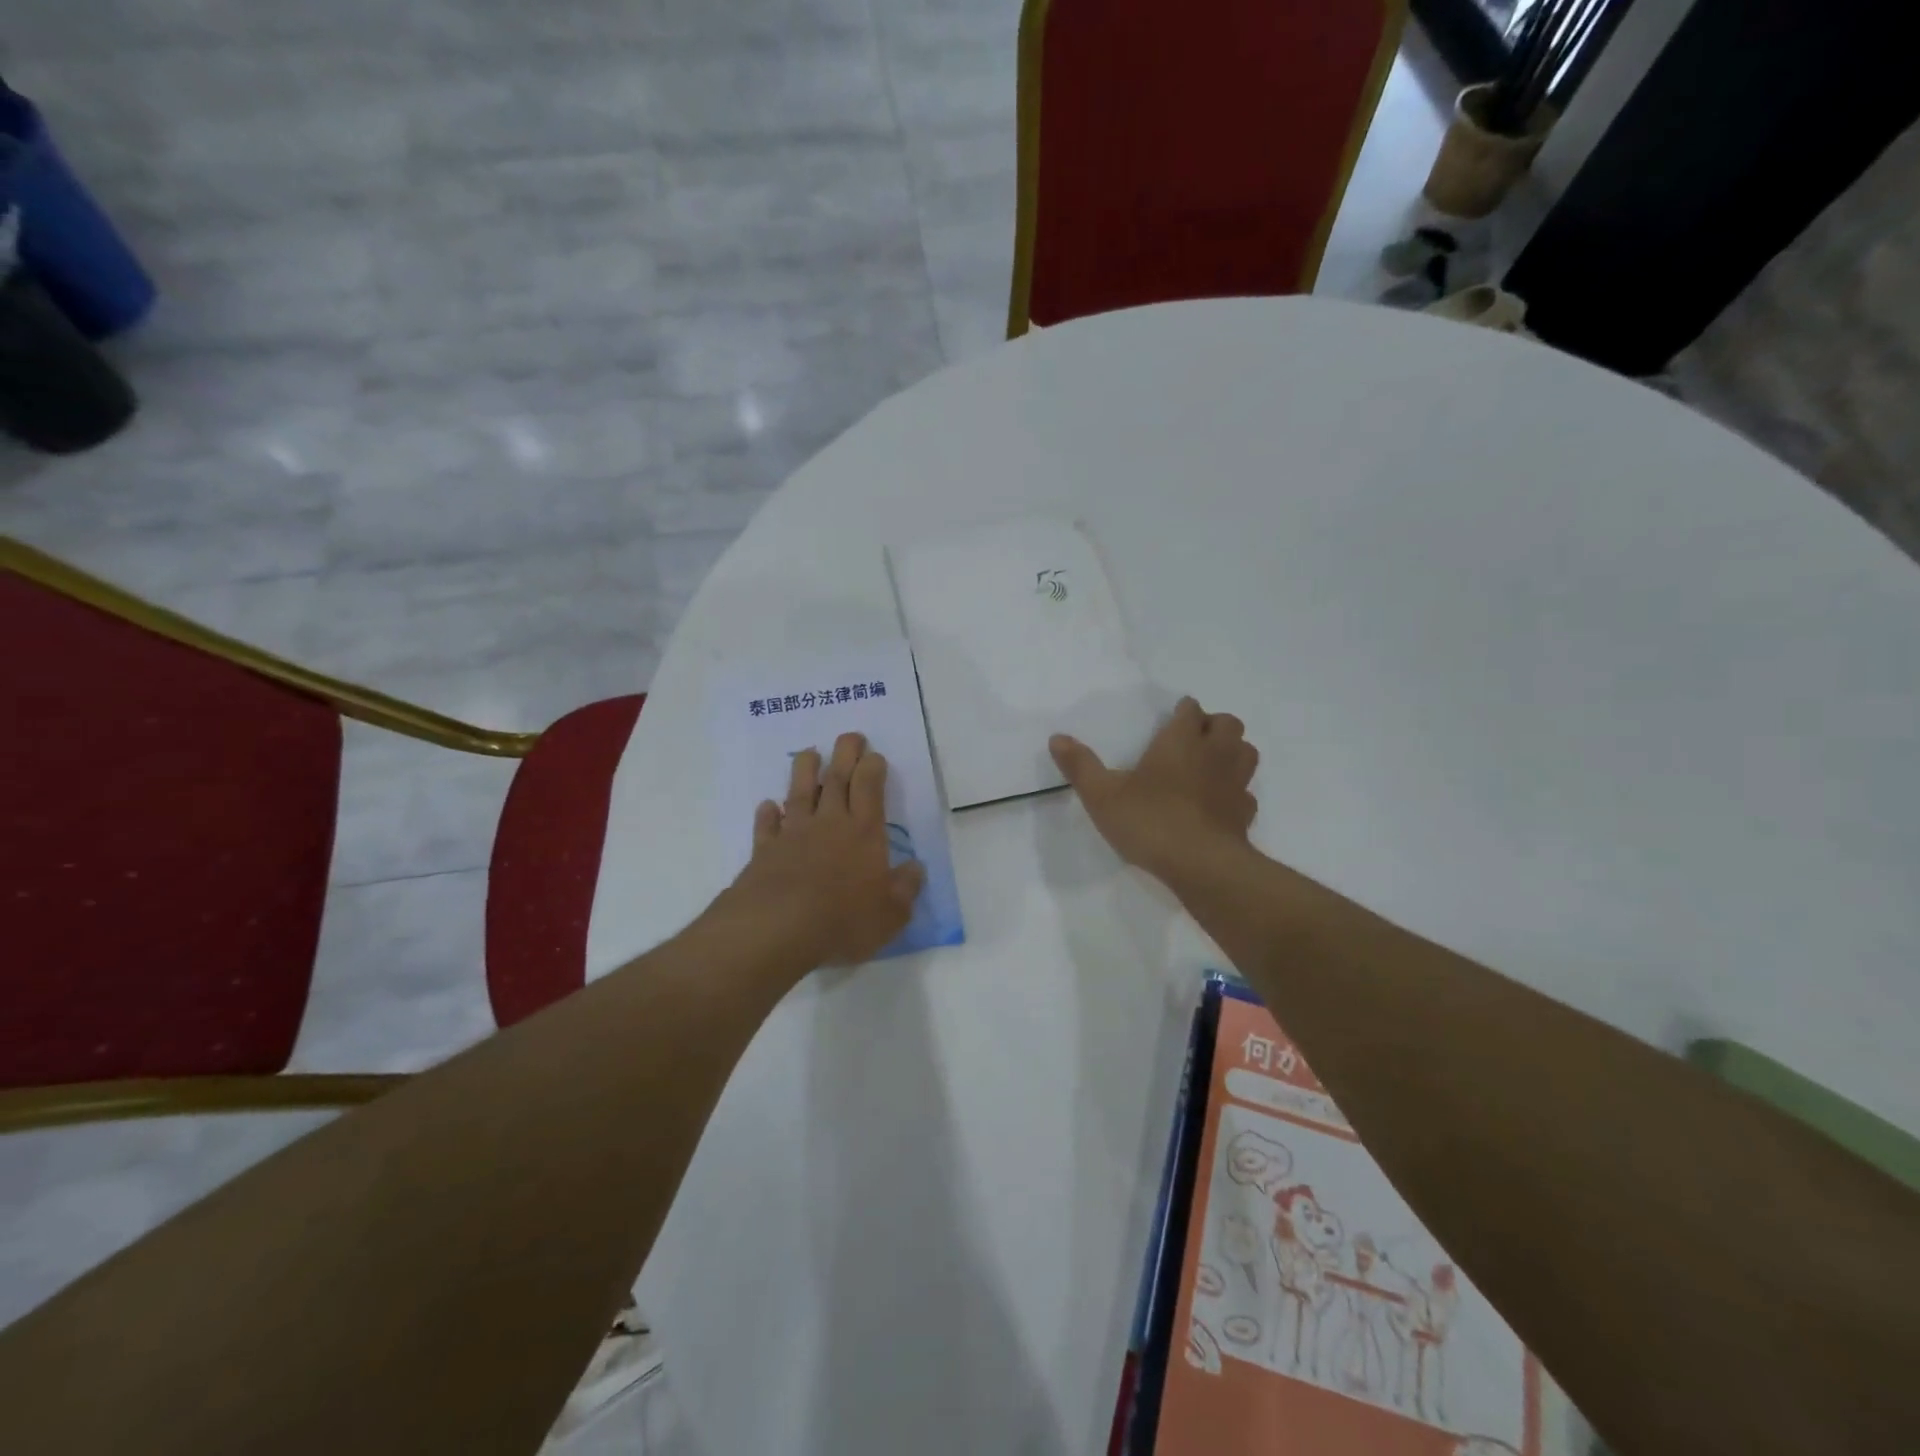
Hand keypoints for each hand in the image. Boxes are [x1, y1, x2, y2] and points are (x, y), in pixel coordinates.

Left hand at [726, 732, 925, 966]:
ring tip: (808, 753)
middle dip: (845, 754)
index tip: (874, 755)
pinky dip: (768, 813)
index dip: (873, 768)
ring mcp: (793, 834)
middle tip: (849, 736)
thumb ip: (905, 889)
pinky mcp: (764, 851)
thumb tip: (916, 868)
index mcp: (864, 833)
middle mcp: (829, 824)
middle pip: (836, 779)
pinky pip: (767, 826)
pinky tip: (768, 806)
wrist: (777, 929)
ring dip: (804, 771)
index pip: (870, 788)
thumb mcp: (890, 915)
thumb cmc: (843, 920)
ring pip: (799, 793)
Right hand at [1049, 697, 1258, 881]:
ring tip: (1211, 764)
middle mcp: (1214, 754)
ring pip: (1246, 752)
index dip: (1184, 710)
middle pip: (1229, 723)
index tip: (1173, 716)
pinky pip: (1246, 794)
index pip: (1191, 710)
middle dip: (1214, 725)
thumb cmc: (1150, 820)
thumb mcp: (1102, 794)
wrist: (1200, 865)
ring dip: (1233, 751)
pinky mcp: (1244, 814)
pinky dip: (1236, 792)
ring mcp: (1235, 784)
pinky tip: (1219, 804)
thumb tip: (1057, 737)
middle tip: (1192, 739)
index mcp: (1180, 741)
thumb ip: (1080, 765)